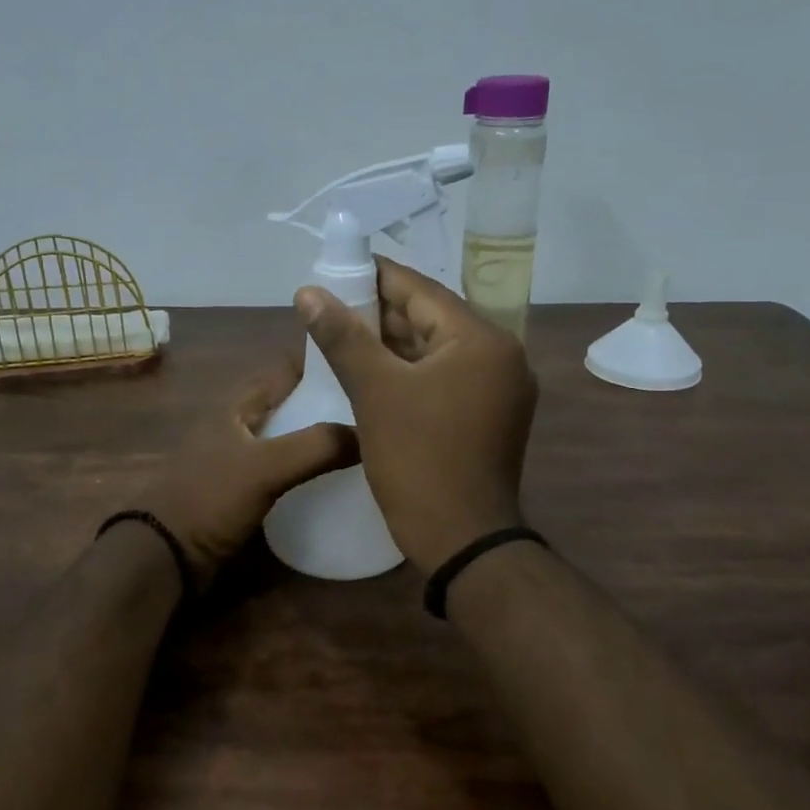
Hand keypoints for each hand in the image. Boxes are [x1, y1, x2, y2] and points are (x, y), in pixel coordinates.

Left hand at [134, 357, 357, 587]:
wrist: (166, 555)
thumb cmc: (210, 499)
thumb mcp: (264, 467)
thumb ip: (315, 447)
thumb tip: (367, 432)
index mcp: (236, 407)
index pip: (284, 371)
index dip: (319, 363)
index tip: (363, 363)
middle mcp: (237, 427)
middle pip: (289, 406)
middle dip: (325, 403)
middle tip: (372, 408)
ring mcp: (237, 461)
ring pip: (287, 440)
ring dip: (317, 439)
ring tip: (364, 442)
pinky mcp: (241, 492)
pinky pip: (282, 472)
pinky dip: (306, 471)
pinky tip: (332, 481)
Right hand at [296, 257, 536, 570]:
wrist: (461, 540)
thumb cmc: (418, 460)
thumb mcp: (375, 392)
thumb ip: (343, 337)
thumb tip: (308, 292)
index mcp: (482, 340)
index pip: (423, 291)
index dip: (376, 277)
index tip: (337, 268)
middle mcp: (501, 356)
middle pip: (432, 319)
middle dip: (381, 312)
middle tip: (333, 306)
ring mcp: (500, 388)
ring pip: (437, 350)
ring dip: (393, 343)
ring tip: (345, 334)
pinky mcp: (491, 415)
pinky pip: (445, 377)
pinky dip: (411, 370)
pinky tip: (374, 371)